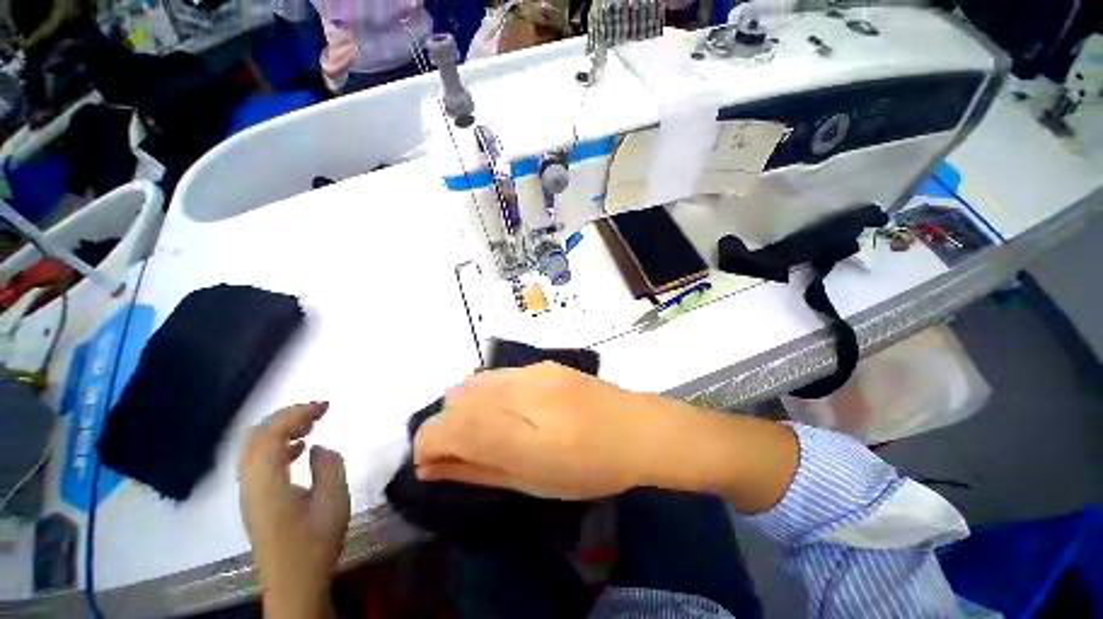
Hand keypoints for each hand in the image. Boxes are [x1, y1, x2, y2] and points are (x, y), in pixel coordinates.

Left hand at [239, 402, 349, 616]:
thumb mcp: (333, 501)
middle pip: (256, 437)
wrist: (294, 582)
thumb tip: (317, 447)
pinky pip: (258, 461)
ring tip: (310, 425)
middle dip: (286, 417)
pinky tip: (299, 449)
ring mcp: (249, 492)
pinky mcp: (255, 499)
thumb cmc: (315, 542)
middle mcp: (250, 483)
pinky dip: (277, 445)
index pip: (271, 435)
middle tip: (318, 411)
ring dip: (281, 430)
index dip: (297, 413)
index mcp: (266, 482)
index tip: (325, 405)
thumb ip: (328, 466)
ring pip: (254, 448)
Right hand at [413, 362, 670, 498]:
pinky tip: (509, 407)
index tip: (431, 462)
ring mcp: (534, 373)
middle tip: (463, 450)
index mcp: (522, 436)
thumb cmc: (589, 470)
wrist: (634, 428)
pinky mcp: (544, 363)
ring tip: (488, 428)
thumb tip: (432, 465)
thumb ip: (478, 471)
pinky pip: (498, 374)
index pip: (449, 427)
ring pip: (474, 382)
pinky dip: (488, 393)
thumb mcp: (532, 484)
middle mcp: (523, 394)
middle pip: (456, 400)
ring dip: (467, 408)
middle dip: (446, 427)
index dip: (428, 444)